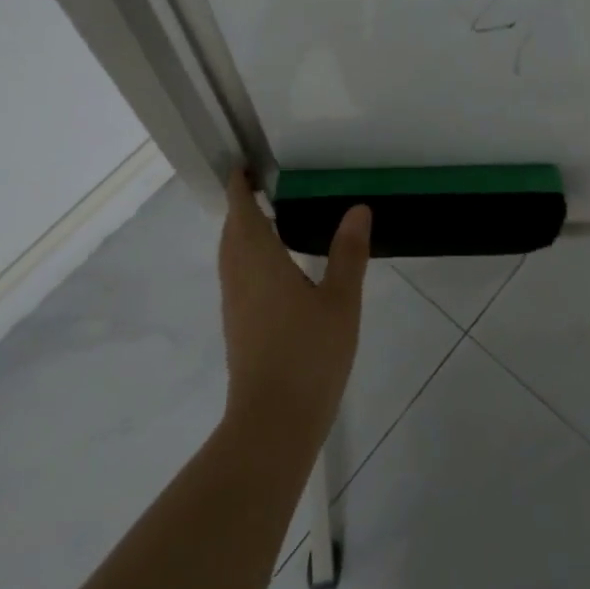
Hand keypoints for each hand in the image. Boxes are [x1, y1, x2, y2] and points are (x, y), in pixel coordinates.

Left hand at [218, 171, 369, 442]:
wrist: (273, 422)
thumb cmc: (308, 355)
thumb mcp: (340, 301)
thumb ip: (348, 253)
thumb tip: (358, 209)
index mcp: (259, 260)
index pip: (241, 210)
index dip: (240, 185)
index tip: (247, 166)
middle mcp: (238, 276)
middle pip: (232, 230)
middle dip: (242, 206)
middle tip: (265, 186)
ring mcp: (234, 303)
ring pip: (231, 254)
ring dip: (242, 231)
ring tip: (269, 218)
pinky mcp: (238, 325)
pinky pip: (237, 274)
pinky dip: (247, 256)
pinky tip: (273, 267)